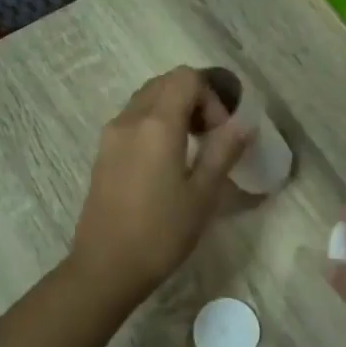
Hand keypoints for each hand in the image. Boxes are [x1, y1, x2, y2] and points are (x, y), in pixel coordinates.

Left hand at [68, 67, 253, 305]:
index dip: (211, 97)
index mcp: (156, 125)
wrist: (105, 267)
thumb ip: (224, 151)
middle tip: (209, 136)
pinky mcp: (102, 153)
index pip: (186, 78)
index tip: (220, 133)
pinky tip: (165, 163)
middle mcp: (129, 120)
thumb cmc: (161, 233)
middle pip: (164, 83)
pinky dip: (153, 124)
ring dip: (172, 111)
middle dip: (193, 99)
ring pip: (146, 100)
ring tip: (190, 149)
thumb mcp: (202, 194)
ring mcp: (110, 136)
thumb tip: (243, 124)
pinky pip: (132, 120)